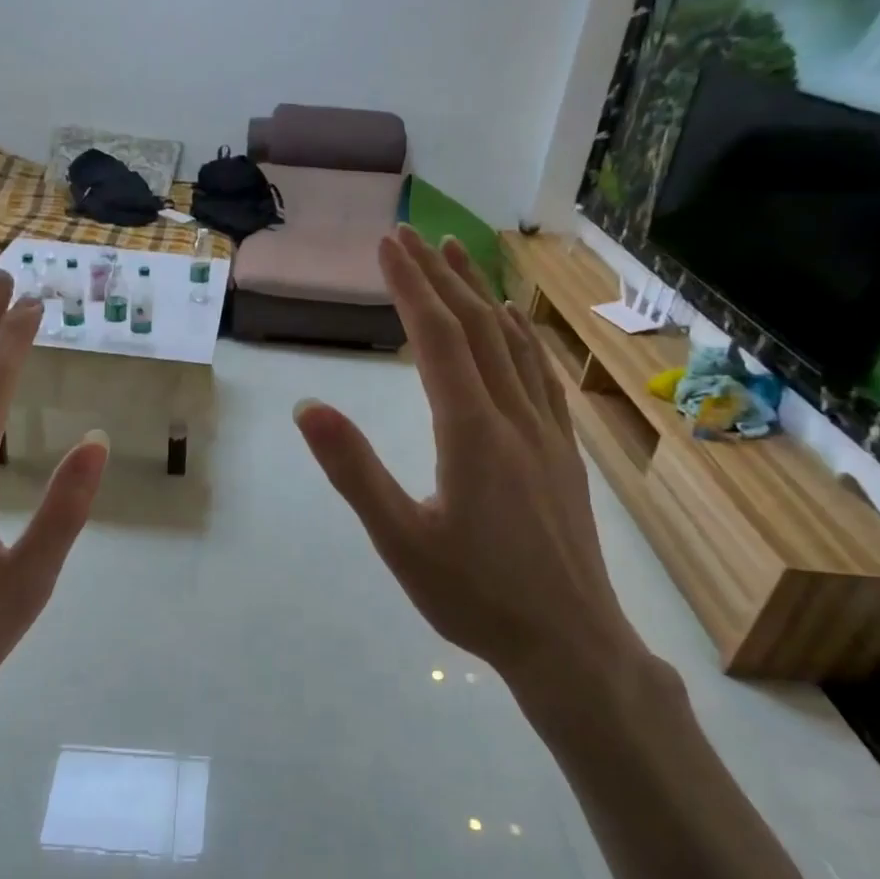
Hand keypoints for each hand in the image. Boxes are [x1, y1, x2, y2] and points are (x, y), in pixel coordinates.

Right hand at [294, 227, 649, 742]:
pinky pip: (539, 375)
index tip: (387, 245)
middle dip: (441, 278)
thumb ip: (355, 470)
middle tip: (412, 236)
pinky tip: (513, 327)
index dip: (411, 288)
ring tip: (458, 259)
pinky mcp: (563, 452)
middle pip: (478, 329)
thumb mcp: (400, 540)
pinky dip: (520, 337)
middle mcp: (514, 418)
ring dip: (482, 296)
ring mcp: (547, 432)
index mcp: (472, 433)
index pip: (438, 340)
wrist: (570, 642)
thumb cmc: (475, 596)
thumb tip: (308, 406)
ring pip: (514, 345)